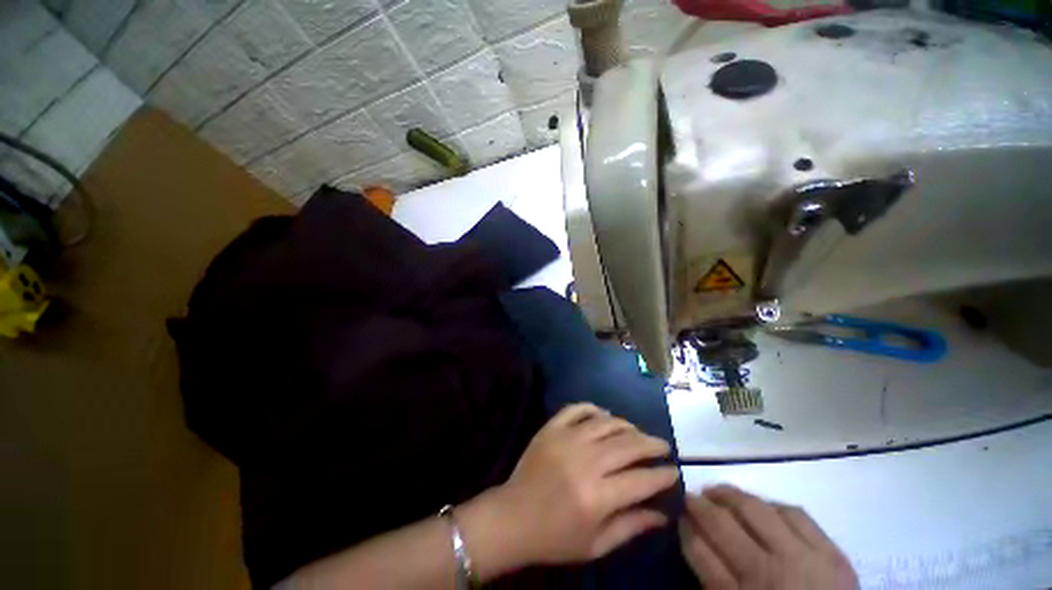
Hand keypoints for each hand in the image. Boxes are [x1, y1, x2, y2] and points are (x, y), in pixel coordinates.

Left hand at [486, 403, 679, 566]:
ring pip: (606, 423)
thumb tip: (663, 514)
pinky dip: (593, 409)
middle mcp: (585, 462)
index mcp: (597, 496)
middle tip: (662, 446)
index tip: (674, 471)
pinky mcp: (551, 428)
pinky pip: (577, 409)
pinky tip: (603, 416)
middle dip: (651, 443)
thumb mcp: (596, 545)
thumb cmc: (555, 538)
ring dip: (627, 425)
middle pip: (628, 444)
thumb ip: (631, 526)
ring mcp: (566, 439)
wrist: (513, 517)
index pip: (641, 480)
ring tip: (636, 433)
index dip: (663, 474)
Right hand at [679, 485, 857, 589]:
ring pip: (756, 509)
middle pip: (723, 523)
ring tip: (718, 492)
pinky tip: (761, 504)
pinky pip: (796, 513)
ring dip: (730, 495)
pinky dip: (771, 504)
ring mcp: (805, 560)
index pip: (699, 550)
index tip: (678, 514)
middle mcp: (771, 573)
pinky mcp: (833, 554)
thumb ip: (711, 576)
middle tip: (691, 496)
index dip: (685, 527)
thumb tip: (689, 532)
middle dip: (699, 504)